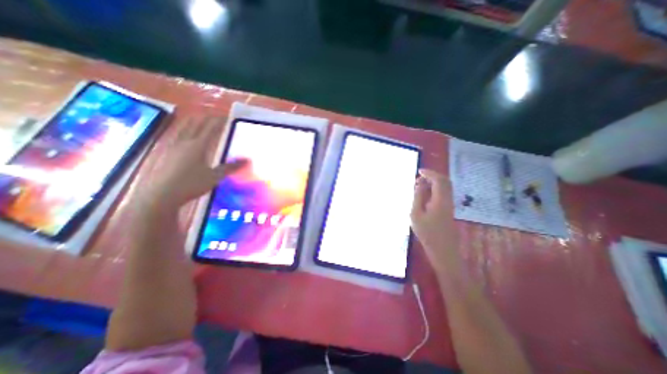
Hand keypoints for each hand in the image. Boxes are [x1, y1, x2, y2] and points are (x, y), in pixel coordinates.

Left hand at [139, 116, 246, 210]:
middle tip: (214, 117)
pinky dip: (183, 130)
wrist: (161, 195)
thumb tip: (247, 161)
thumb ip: (230, 167)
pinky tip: (183, 134)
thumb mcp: (215, 177)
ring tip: (198, 119)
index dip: (218, 122)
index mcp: (198, 146)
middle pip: (195, 125)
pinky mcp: (165, 152)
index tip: (226, 117)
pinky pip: (176, 135)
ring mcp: (172, 146)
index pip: (210, 129)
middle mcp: (185, 142)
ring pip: (183, 128)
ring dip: (193, 122)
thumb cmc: (191, 184)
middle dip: (206, 119)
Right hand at [412, 170, 458, 271]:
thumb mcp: (416, 214)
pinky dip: (436, 189)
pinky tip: (426, 194)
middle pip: (445, 181)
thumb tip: (419, 183)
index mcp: (440, 200)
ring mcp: (450, 205)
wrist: (443, 251)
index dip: (430, 173)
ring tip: (420, 184)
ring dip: (434, 182)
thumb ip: (418, 197)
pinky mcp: (448, 210)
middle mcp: (448, 200)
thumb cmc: (427, 233)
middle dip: (433, 175)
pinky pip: (444, 194)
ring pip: (445, 187)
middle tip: (420, 176)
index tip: (419, 171)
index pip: (439, 180)